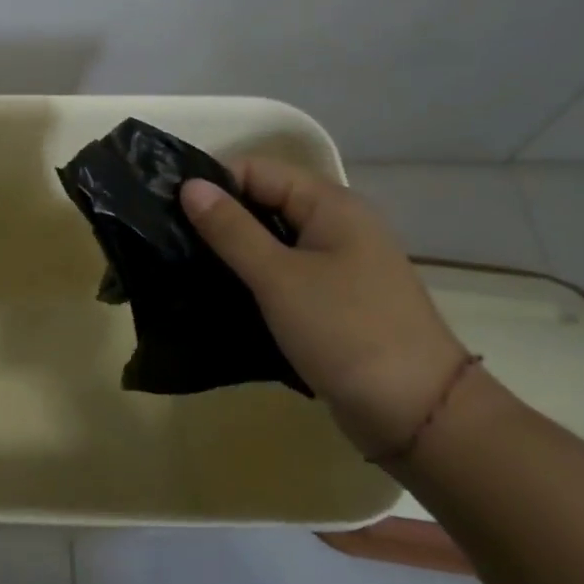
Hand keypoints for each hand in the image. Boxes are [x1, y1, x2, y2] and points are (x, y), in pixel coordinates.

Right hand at [180, 160, 468, 457]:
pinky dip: (252, 279)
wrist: (416, 413)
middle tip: (167, 240)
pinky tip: (218, 293)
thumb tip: (189, 186)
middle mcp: (336, 224)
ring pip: (271, 242)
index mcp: (330, 204)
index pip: (257, 170)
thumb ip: (231, 230)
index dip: (213, 183)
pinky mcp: (332, 300)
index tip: (167, 209)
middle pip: (264, 203)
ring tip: (182, 266)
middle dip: (218, 218)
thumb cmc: (345, 331)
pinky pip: (282, 274)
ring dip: (232, 251)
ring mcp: (338, 264)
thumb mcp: (278, 277)